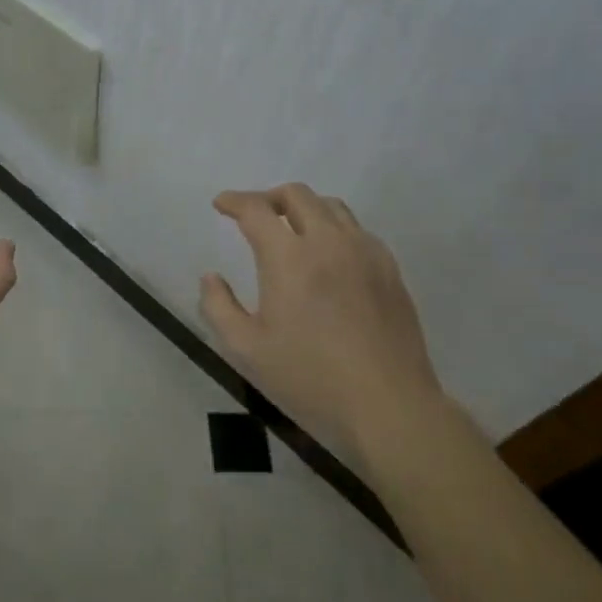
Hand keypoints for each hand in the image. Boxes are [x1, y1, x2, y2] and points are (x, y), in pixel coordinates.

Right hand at [200, 183, 442, 448]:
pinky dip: (334, 228)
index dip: (234, 201)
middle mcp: (328, 242)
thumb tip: (211, 277)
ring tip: (292, 228)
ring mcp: (365, 253)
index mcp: (289, 257)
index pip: (256, 210)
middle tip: (254, 215)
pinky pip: (357, 230)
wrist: (390, 406)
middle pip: (297, 195)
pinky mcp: (390, 270)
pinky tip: (330, 255)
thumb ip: (219, 307)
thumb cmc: (311, 378)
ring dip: (304, 207)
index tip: (221, 204)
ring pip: (331, 207)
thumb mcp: (247, 350)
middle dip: (268, 197)